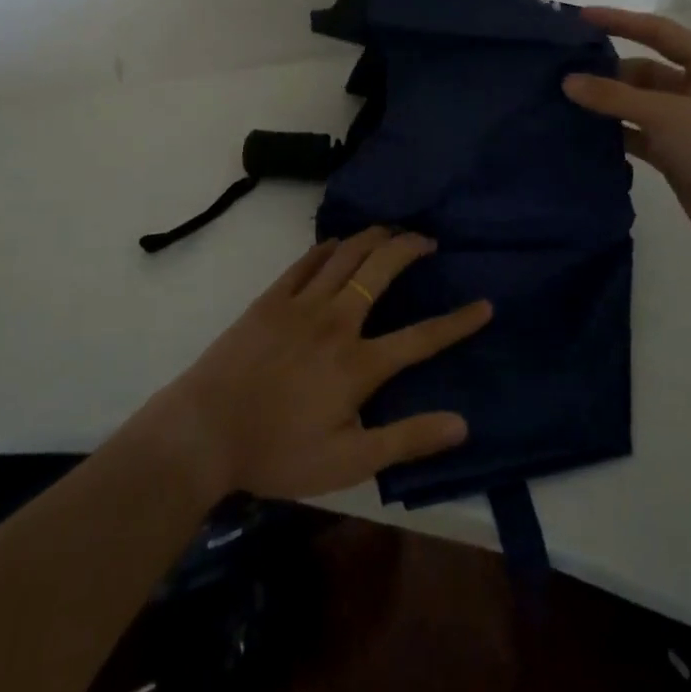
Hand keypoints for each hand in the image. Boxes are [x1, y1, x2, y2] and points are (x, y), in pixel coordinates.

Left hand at [142, 228, 492, 501]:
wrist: (205, 430)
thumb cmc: (277, 451)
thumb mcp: (347, 461)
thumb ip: (405, 440)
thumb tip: (461, 423)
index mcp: (358, 363)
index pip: (421, 337)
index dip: (458, 322)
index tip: (485, 305)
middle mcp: (336, 321)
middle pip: (381, 270)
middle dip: (410, 248)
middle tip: (428, 241)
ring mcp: (301, 304)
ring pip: (346, 255)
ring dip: (373, 237)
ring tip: (392, 230)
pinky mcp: (271, 298)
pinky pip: (306, 261)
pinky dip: (328, 246)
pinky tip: (338, 242)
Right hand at [563, 6, 690, 257]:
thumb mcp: (666, 114)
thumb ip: (614, 96)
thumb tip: (568, 81)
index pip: (658, 32)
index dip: (620, 21)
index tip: (582, 17)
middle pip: (644, 70)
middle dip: (607, 70)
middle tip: (563, 70)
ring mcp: (688, 124)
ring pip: (639, 104)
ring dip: (607, 103)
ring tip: (564, 100)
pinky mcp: (677, 155)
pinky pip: (638, 134)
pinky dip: (615, 132)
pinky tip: (583, 132)